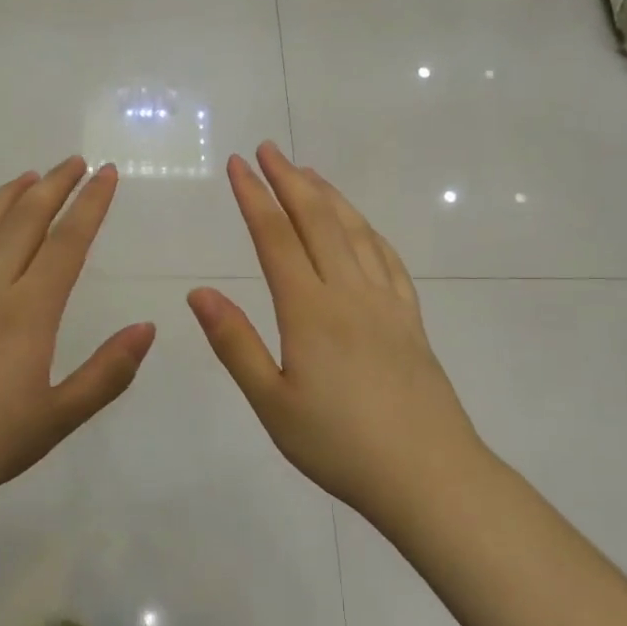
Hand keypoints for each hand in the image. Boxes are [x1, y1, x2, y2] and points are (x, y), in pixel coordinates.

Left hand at [0, 157, 154, 526]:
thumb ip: (107, 373)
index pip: (67, 242)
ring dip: (8, 196)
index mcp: (28, 311)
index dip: (91, 204)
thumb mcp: (56, 419)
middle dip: (54, 185)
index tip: (106, 174)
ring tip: (28, 177)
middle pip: (25, 220)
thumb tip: (148, 327)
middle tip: (73, 162)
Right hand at [188, 142, 487, 525]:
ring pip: (355, 232)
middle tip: (268, 149)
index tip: (237, 165)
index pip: (275, 238)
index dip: (254, 197)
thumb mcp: (272, 403)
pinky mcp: (411, 320)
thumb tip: (198, 292)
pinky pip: (388, 260)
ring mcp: (386, 303)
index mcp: (310, 311)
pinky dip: (369, 231)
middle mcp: (349, 293)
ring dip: (329, 197)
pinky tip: (362, 226)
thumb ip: (234, 343)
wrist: (428, 475)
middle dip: (289, 180)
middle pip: (318, 221)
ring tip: (308, 173)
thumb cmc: (339, 445)